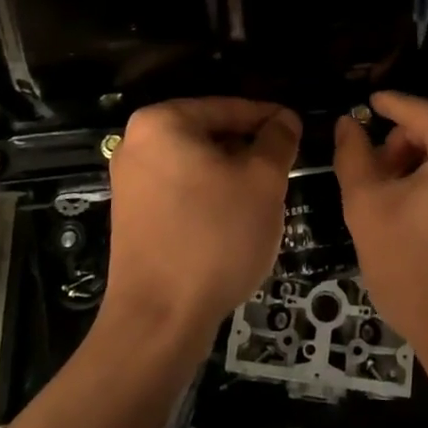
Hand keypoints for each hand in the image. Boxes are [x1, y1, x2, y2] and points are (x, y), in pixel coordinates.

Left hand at [103, 99, 300, 347]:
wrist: (159, 321)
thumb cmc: (214, 237)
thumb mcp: (263, 181)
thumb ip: (278, 141)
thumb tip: (285, 119)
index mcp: (162, 122)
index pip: (229, 107)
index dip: (269, 119)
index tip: (298, 130)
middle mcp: (137, 143)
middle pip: (210, 134)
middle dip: (249, 149)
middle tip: (285, 166)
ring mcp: (130, 181)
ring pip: (198, 163)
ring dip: (233, 174)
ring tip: (266, 195)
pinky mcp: (132, 215)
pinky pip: (181, 189)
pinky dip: (210, 195)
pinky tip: (236, 218)